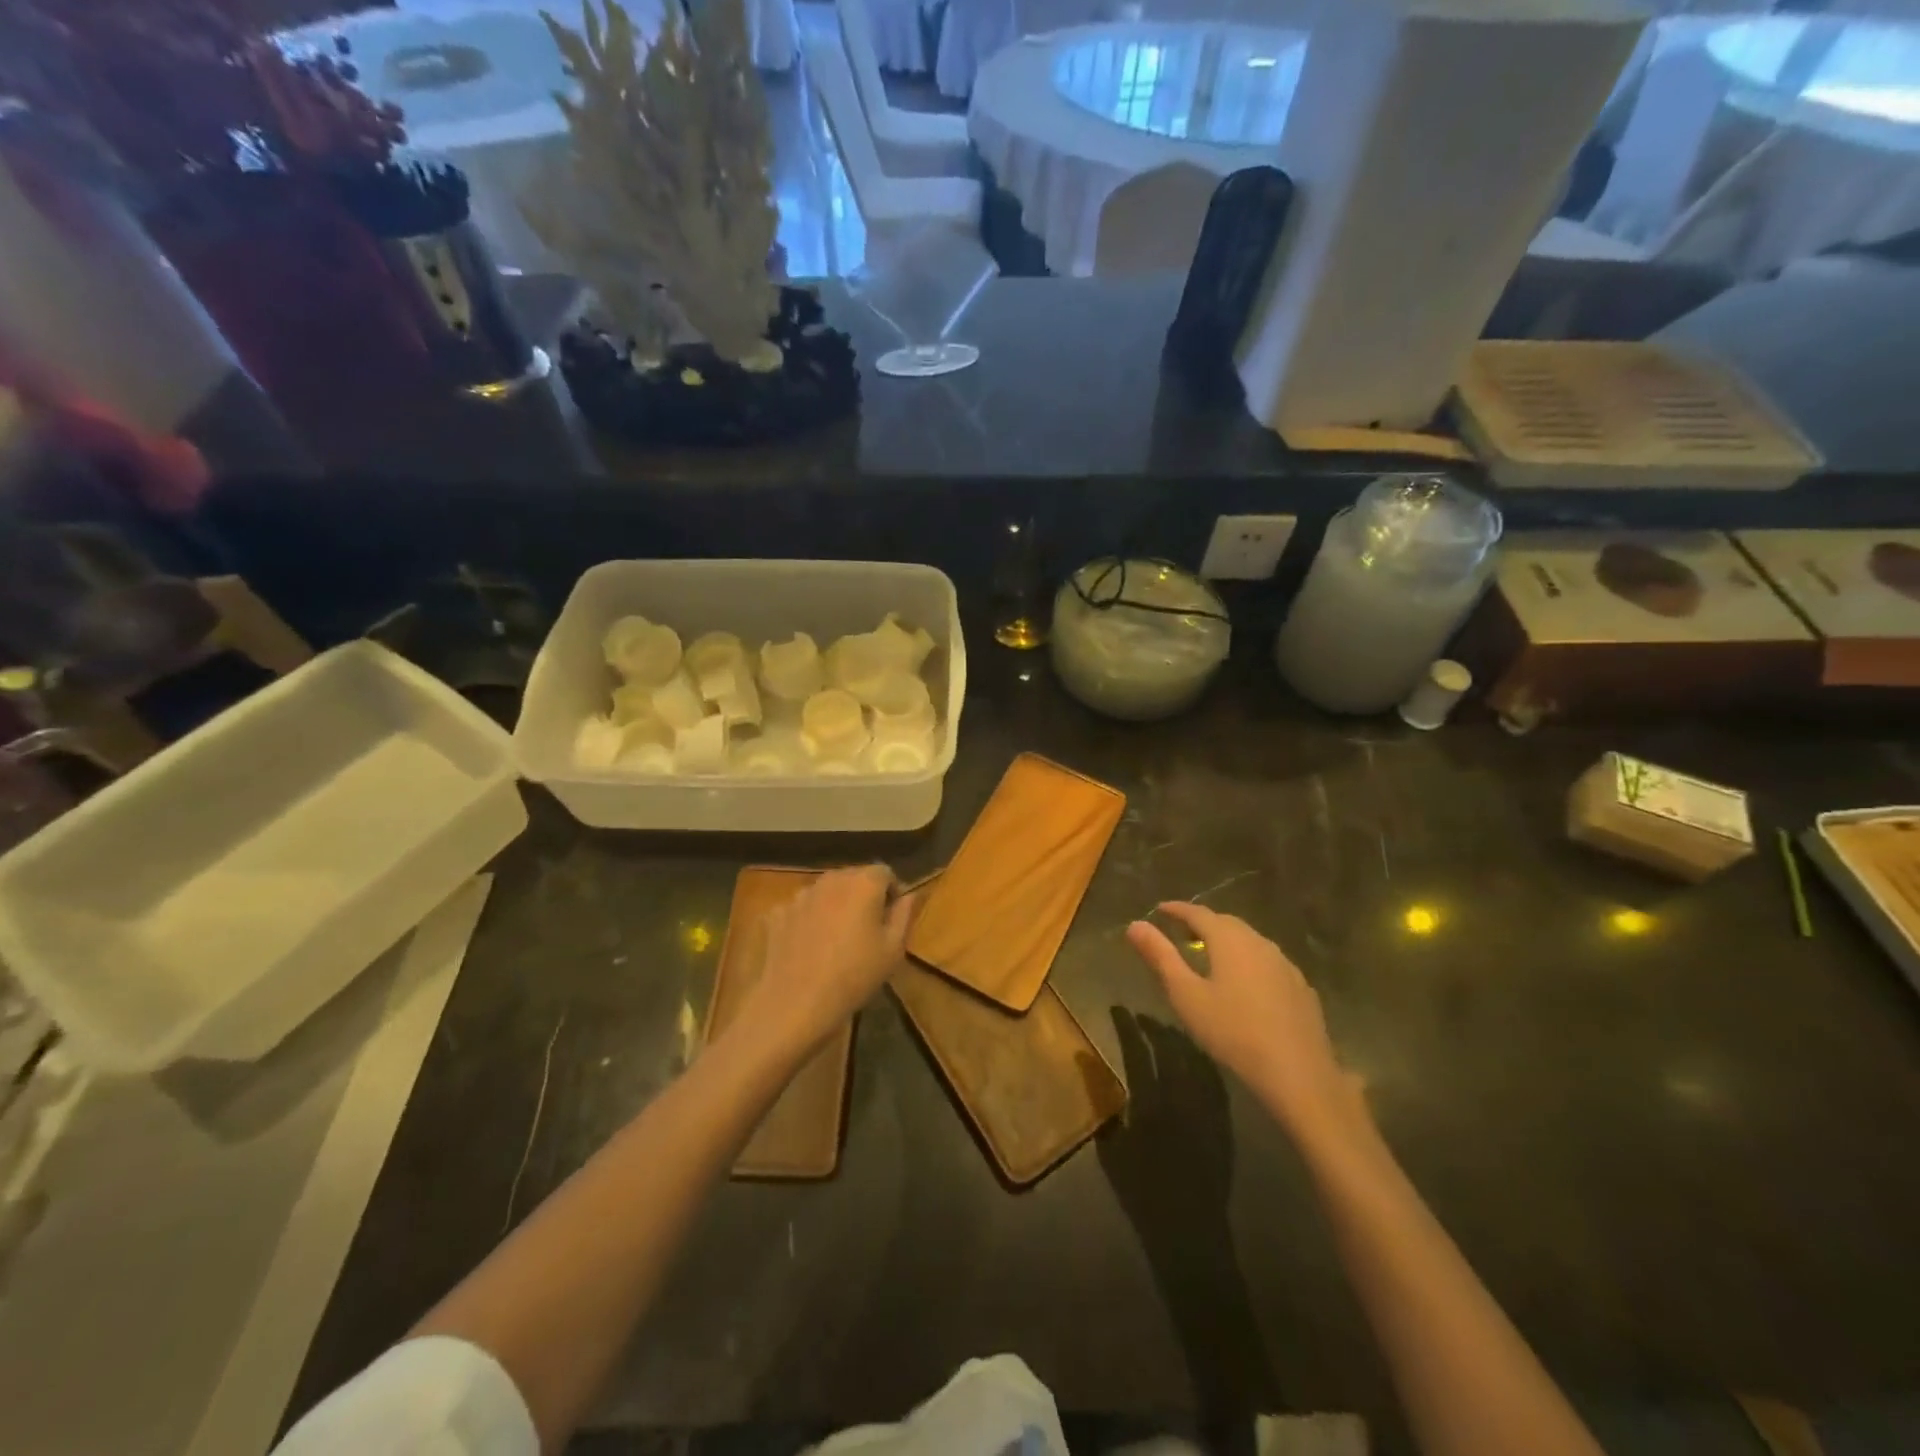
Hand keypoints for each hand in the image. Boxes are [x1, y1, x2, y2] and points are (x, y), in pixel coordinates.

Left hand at [742, 866, 914, 1060]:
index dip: (892, 892)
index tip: (892, 917)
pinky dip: (807, 920)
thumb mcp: (893, 950)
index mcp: (863, 883)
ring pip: (825, 892)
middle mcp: (830, 880)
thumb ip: (903, 915)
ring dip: (834, 906)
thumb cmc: (854, 976)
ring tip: (836, 938)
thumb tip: (909, 896)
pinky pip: (800, 910)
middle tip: (867, 928)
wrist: (795, 1003)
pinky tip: (808, 947)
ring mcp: (799, 895)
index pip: (884, 873)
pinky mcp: (776, 914)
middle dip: (863, 895)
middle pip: (853, 877)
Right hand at [1125, 902, 1362, 1140]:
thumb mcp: (1186, 995)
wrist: (1298, 1073)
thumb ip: (1160, 956)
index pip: (1199, 913)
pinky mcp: (1301, 987)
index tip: (1160, 909)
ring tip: (1211, 954)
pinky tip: (1246, 983)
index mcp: (1229, 940)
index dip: (1177, 909)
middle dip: (1203, 922)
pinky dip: (1249, 961)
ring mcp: (1285, 964)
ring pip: (1250, 941)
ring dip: (1228, 941)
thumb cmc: (1233, 1032)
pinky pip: (1268, 962)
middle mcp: (1259, 942)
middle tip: (1182, 931)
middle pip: (1227, 923)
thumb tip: (1135, 925)